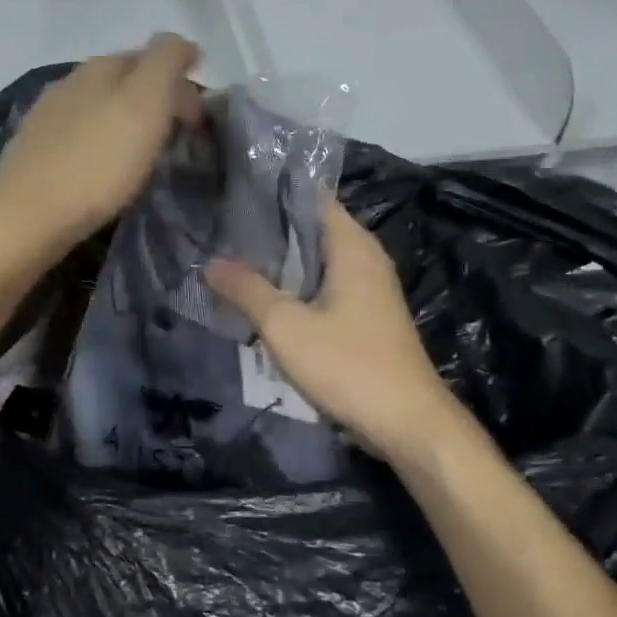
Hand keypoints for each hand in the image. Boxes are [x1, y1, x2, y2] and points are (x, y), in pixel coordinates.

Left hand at [0, 35, 202, 255]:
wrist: (28, 218)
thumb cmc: (97, 164)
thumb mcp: (145, 104)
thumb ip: (165, 63)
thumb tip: (181, 43)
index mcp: (99, 67)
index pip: (151, 56)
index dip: (181, 81)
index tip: (198, 119)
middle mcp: (68, 82)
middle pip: (122, 80)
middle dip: (154, 99)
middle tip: (176, 134)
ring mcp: (44, 116)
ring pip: (97, 105)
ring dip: (124, 120)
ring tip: (142, 152)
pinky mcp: (31, 150)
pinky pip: (77, 134)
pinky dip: (98, 142)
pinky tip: (101, 165)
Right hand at [207, 200, 459, 459]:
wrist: (407, 424)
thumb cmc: (348, 365)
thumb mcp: (285, 326)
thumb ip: (246, 290)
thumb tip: (210, 263)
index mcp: (352, 246)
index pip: (311, 197)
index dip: (273, 192)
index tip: (233, 191)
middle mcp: (364, 258)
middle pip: (311, 228)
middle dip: (269, 228)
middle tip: (220, 227)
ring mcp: (368, 288)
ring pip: (316, 261)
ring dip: (279, 261)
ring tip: (232, 257)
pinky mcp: (365, 316)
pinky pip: (323, 287)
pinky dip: (295, 286)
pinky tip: (262, 298)